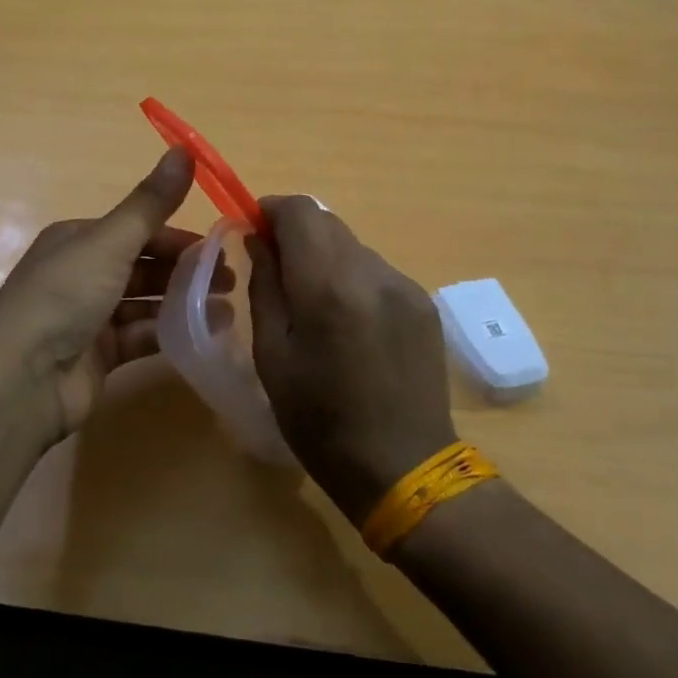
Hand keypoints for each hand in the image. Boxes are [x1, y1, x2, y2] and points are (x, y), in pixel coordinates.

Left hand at [0, 148, 225, 444]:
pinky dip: (169, 333)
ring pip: (144, 302)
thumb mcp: (110, 242)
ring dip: (183, 303)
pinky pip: (139, 337)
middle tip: (229, 280)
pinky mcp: (97, 355)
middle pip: (143, 265)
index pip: (136, 230)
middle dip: (185, 271)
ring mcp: (88, 317)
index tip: (218, 248)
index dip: (177, 236)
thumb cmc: (64, 297)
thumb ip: (151, 203)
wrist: (23, 381)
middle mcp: (81, 273)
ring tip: (226, 309)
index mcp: (77, 239)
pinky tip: (202, 335)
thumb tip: (184, 148)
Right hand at [245, 197, 456, 521]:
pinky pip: (377, 272)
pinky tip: (352, 325)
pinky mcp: (423, 302)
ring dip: (326, 259)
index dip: (272, 209)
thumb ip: (264, 286)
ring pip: (352, 246)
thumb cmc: (320, 421)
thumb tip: (258, 239)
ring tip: (317, 307)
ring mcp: (404, 285)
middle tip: (278, 270)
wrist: (404, 467)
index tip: (255, 230)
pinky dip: (354, 280)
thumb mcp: (273, 357)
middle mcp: (371, 272)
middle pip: (327, 222)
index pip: (300, 210)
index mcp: (328, 286)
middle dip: (296, 233)